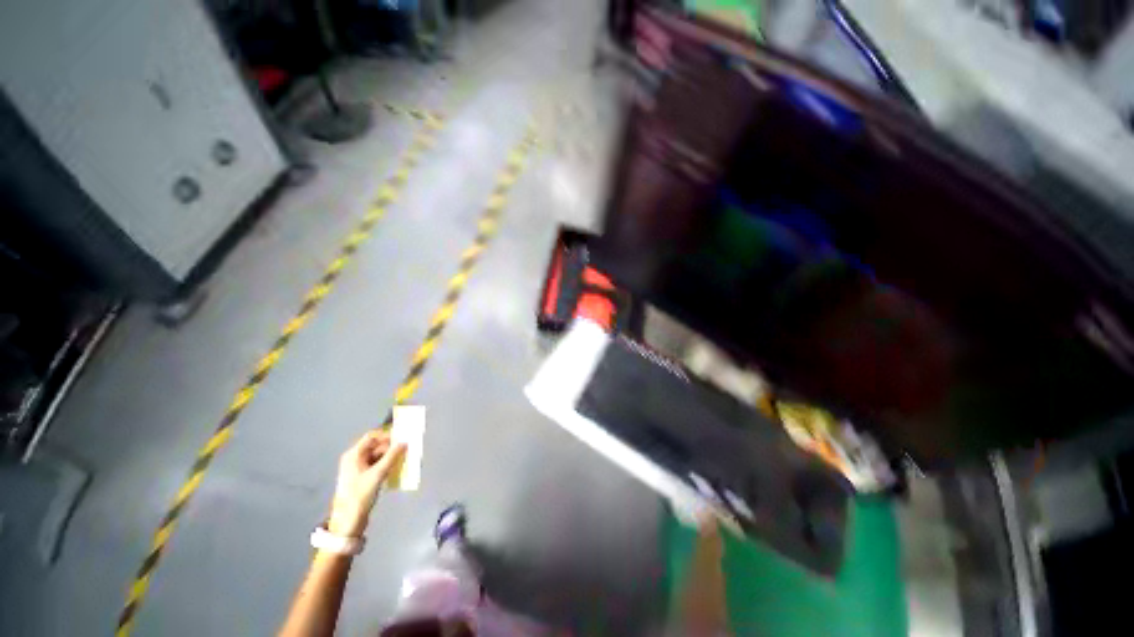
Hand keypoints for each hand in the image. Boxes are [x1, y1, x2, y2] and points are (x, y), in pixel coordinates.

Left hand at [328, 431, 405, 537]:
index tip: (401, 439)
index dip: (386, 435)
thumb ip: (392, 456)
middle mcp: (354, 459)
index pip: (371, 437)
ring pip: (377, 456)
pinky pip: (377, 465)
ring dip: (390, 456)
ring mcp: (358, 468)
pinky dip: (386, 465)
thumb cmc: (360, 494)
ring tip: (402, 460)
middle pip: (375, 446)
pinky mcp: (362, 477)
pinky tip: (395, 469)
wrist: (349, 520)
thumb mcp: (378, 474)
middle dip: (390, 447)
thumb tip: (404, 442)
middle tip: (405, 450)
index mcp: (353, 455)